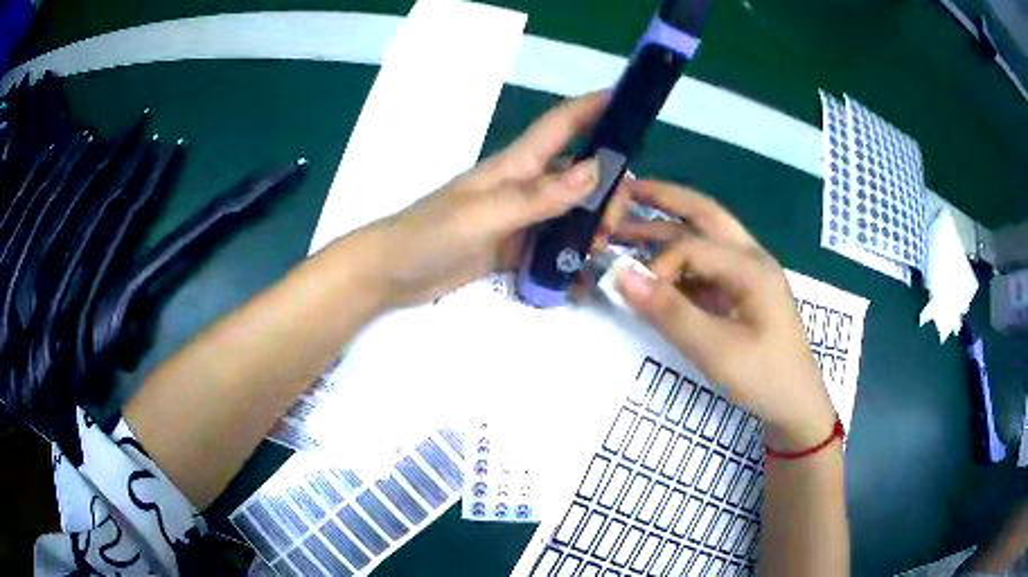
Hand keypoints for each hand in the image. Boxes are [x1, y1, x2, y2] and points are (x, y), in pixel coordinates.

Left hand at [363, 92, 627, 307]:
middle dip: (606, 186)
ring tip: (602, 248)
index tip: (628, 100)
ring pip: (568, 211)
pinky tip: (585, 273)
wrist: (390, 273)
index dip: (592, 107)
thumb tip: (596, 171)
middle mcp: (521, 186)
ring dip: (592, 223)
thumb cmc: (429, 234)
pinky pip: (551, 245)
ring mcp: (516, 218)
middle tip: (617, 221)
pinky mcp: (510, 247)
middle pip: (576, 174)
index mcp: (514, 166)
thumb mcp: (485, 214)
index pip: (560, 126)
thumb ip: (539, 196)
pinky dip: (571, 255)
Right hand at [615, 179, 836, 449]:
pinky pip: (708, 264)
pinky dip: (680, 258)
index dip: (656, 264)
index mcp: (750, 266)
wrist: (796, 404)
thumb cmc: (763, 377)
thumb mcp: (715, 350)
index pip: (691, 245)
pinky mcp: (743, 291)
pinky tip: (658, 266)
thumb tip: (620, 275)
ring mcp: (749, 273)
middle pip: (704, 214)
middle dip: (664, 198)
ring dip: (669, 227)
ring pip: (706, 236)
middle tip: (623, 190)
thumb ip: (669, 312)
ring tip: (629, 224)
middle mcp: (751, 257)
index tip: (635, 293)